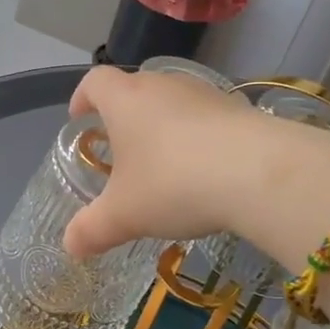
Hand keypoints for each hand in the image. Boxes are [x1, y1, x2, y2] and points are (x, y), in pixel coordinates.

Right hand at [61, 65, 273, 257]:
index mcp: (125, 100)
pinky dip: (198, 137)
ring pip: (173, 102)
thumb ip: (92, 229)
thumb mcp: (124, 215)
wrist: (259, 172)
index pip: (95, 82)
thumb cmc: (173, 183)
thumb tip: (71, 246)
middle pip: (135, 88)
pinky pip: (207, 117)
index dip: (82, 98)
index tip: (80, 118)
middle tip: (120, 149)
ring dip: (163, 125)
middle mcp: (163, 85)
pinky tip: (205, 170)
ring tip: (163, 163)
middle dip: (123, 116)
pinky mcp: (239, 108)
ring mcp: (205, 93)